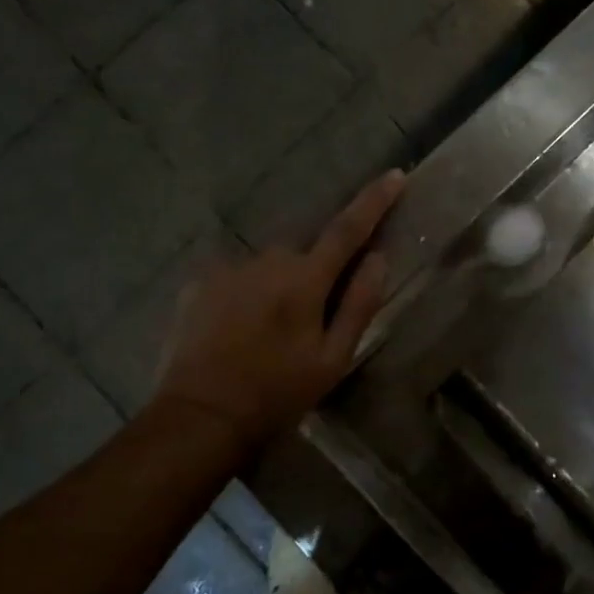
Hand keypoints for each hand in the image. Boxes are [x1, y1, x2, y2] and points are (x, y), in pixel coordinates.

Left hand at [153, 170, 405, 441]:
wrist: (199, 417)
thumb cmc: (276, 393)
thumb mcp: (332, 358)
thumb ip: (359, 304)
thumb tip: (380, 258)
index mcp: (305, 279)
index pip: (348, 228)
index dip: (374, 201)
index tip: (395, 176)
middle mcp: (268, 260)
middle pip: (306, 252)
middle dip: (315, 274)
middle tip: (309, 321)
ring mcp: (230, 267)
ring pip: (271, 265)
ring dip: (279, 286)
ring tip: (268, 334)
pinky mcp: (200, 281)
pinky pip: (240, 276)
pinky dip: (248, 294)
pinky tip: (239, 330)